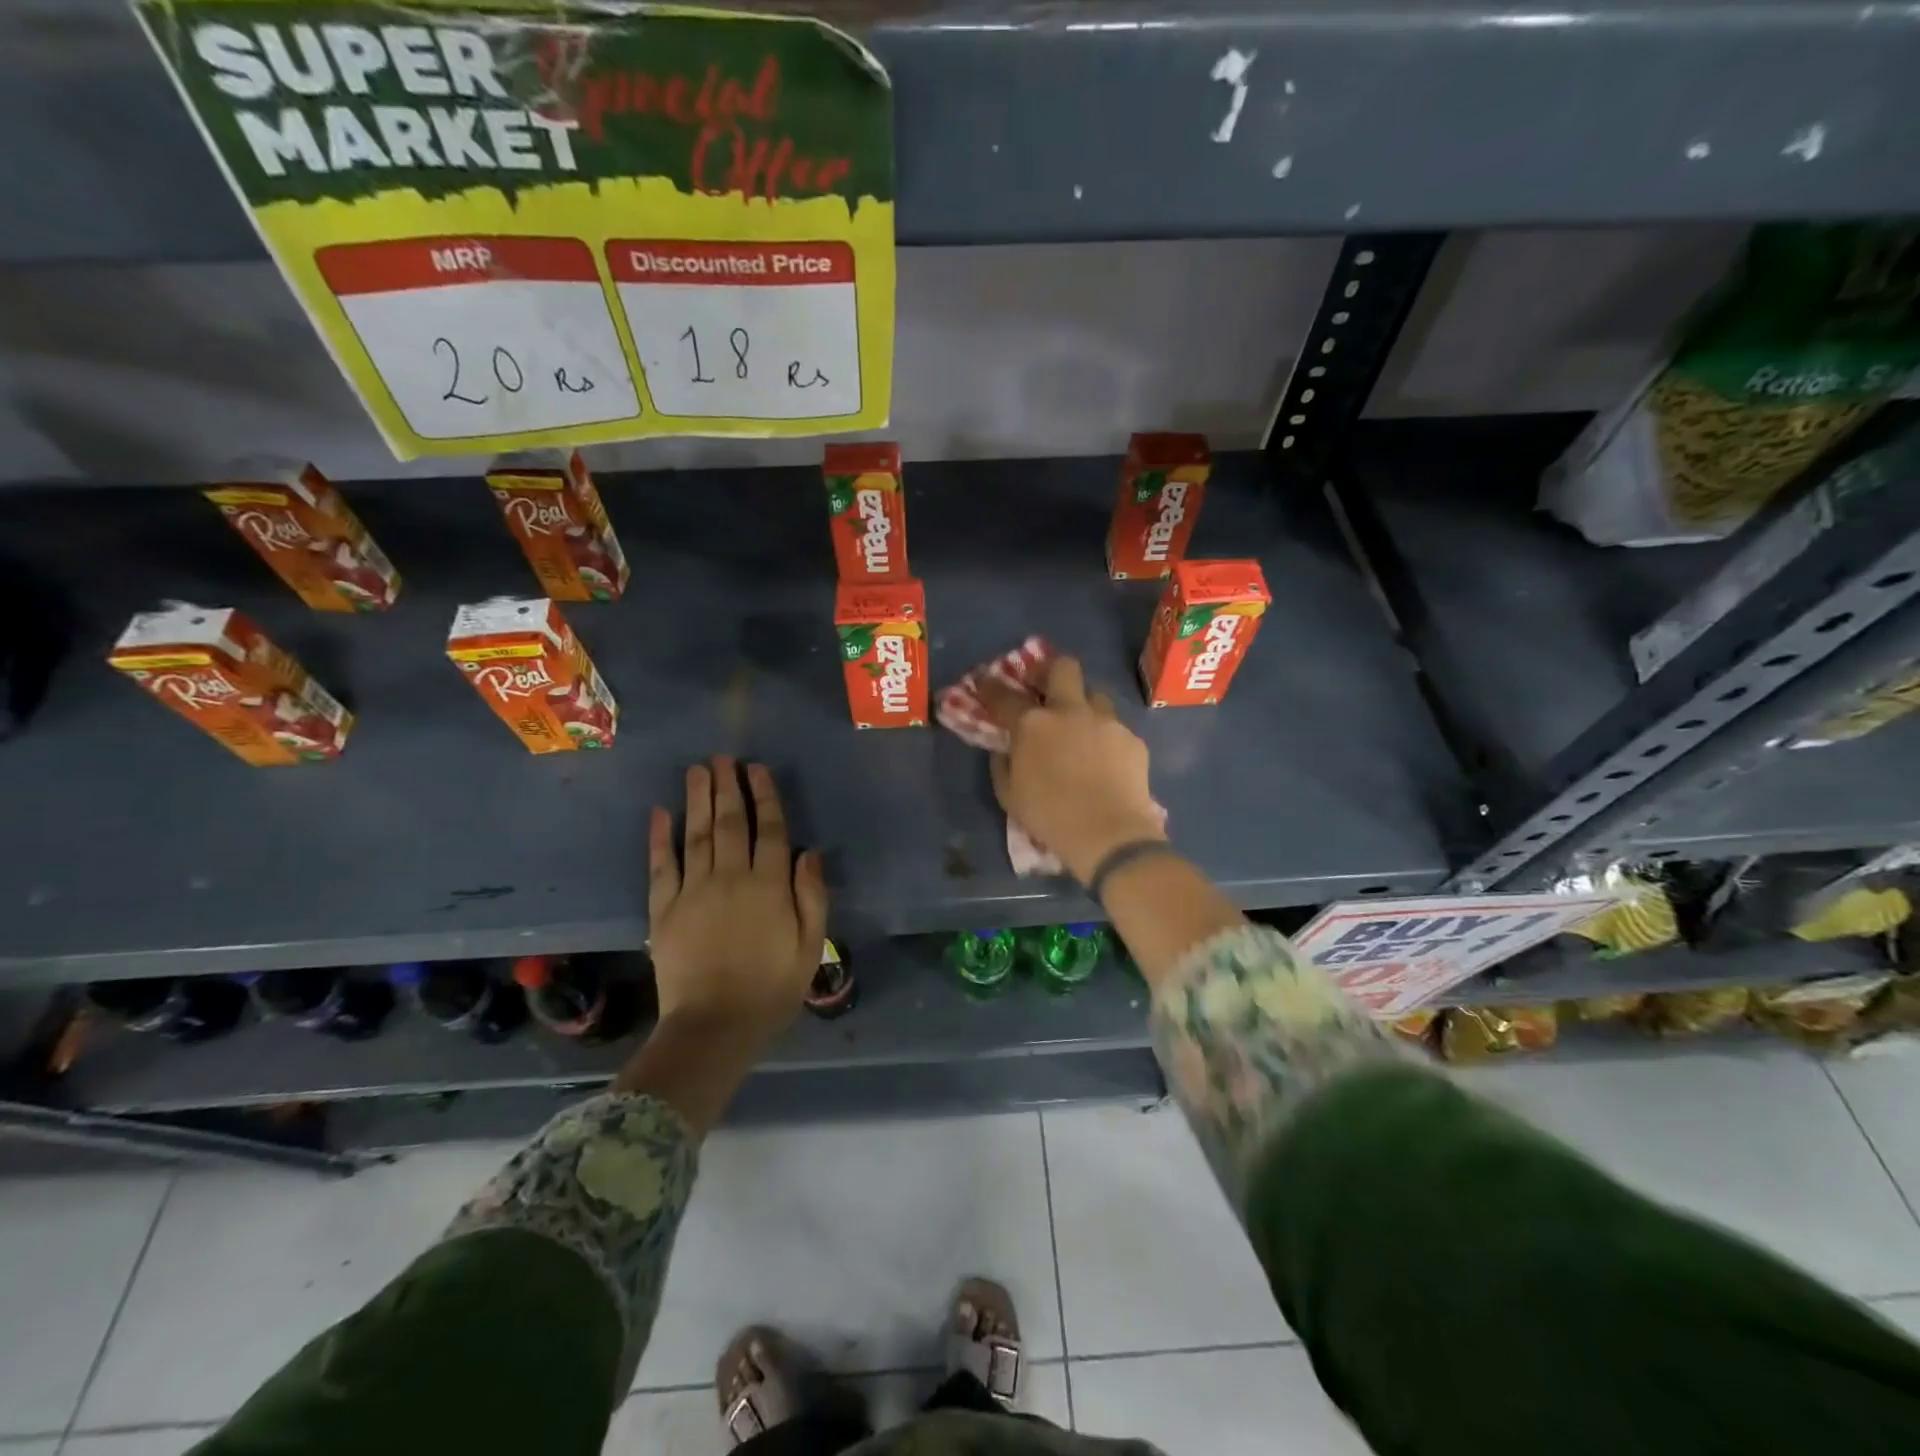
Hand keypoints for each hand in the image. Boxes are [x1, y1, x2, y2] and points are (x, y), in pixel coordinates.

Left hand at [647, 757, 828, 1054]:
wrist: (713, 1028)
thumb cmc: (771, 989)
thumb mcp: (810, 947)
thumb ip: (812, 897)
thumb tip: (809, 854)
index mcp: (769, 887)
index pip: (769, 830)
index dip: (764, 796)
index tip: (757, 769)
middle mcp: (730, 878)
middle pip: (729, 822)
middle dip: (727, 787)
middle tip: (722, 757)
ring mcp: (692, 891)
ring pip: (696, 834)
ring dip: (697, 799)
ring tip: (697, 769)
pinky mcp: (663, 910)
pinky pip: (661, 866)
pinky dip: (659, 837)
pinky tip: (659, 812)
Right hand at [979, 656, 1165, 884]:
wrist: (1109, 834)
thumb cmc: (1049, 816)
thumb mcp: (1009, 795)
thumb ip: (1003, 764)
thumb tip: (1005, 748)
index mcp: (1033, 724)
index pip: (1004, 695)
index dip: (990, 686)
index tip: (985, 682)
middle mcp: (1070, 711)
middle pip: (1063, 668)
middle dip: (1052, 672)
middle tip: (1046, 690)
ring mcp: (1106, 722)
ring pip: (1096, 695)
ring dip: (1085, 705)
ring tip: (1081, 728)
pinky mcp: (1132, 739)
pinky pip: (1115, 728)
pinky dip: (1106, 739)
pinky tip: (1106, 761)